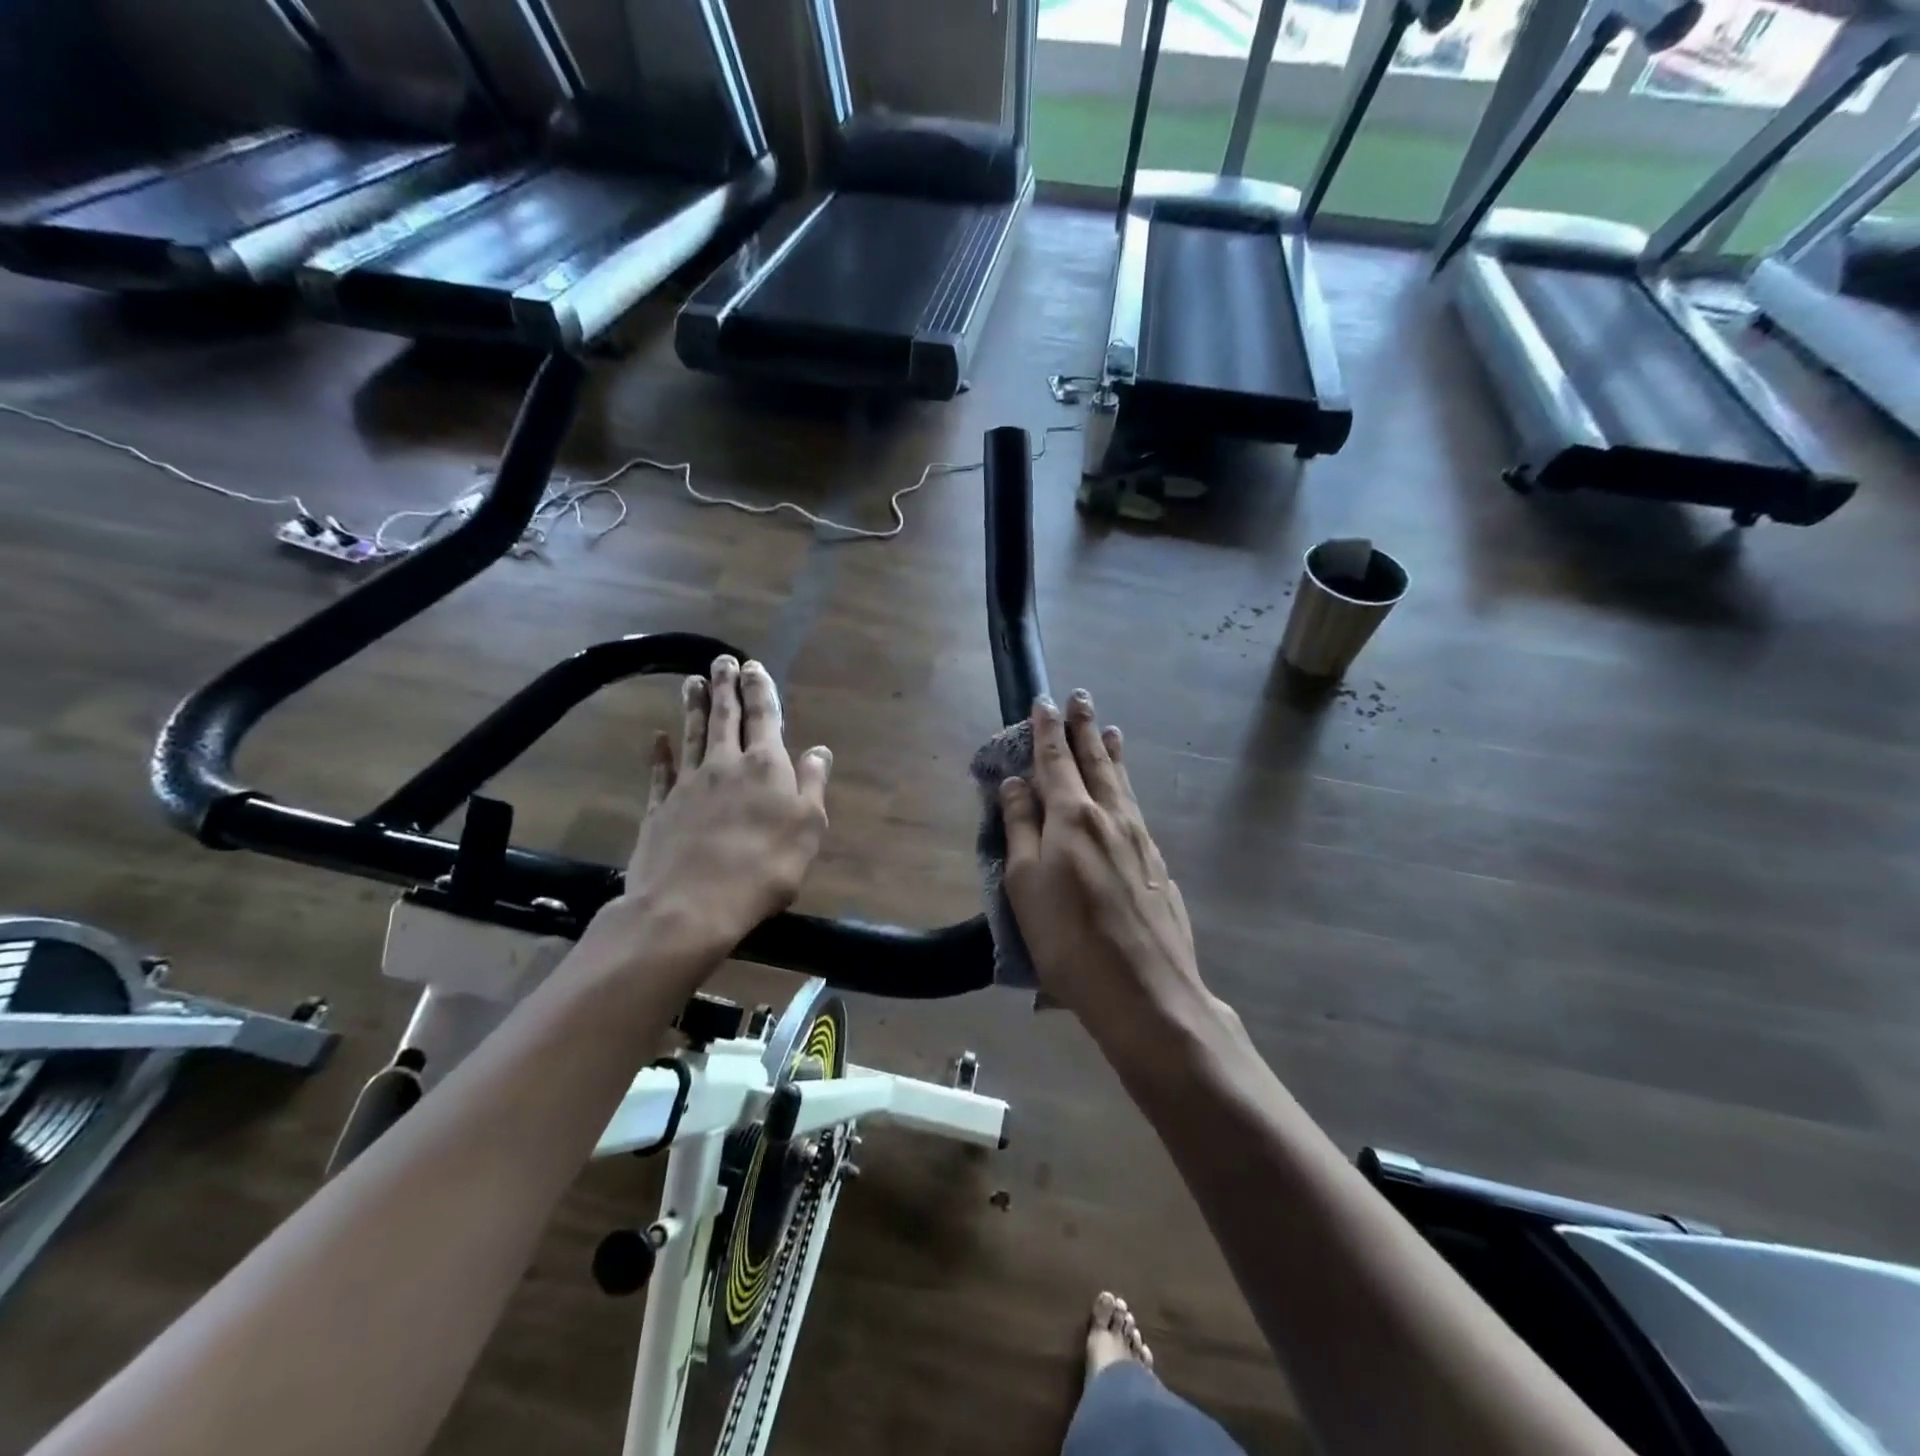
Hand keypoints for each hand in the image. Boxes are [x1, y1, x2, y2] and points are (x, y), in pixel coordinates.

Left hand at [609, 655, 831, 964]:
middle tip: (722, 660)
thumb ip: (812, 785)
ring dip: (694, 707)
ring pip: (692, 735)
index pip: (764, 718)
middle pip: (725, 718)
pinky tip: (657, 737)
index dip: (760, 690)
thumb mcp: (807, 829)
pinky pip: (660, 771)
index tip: (754, 666)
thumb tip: (820, 749)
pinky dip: (659, 751)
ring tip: (692, 682)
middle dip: (726, 687)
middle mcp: (725, 765)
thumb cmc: (763, 869)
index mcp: (766, 767)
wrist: (690, 905)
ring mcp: (688, 784)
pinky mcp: (660, 807)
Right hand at [1000, 692, 1214, 1048]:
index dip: (1047, 731)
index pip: (1056, 760)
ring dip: (1112, 753)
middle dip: (1085, 729)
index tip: (1045, 702)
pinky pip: (1136, 809)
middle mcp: (1111, 817)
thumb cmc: (1069, 940)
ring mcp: (1140, 840)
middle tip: (1082, 698)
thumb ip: (1020, 828)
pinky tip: (1126, 795)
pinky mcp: (1157, 865)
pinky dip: (1126, 788)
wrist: (1146, 992)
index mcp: (1073, 817)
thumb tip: (1016, 783)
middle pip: (1096, 762)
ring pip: (1122, 784)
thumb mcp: (1025, 884)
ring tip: (1111, 731)